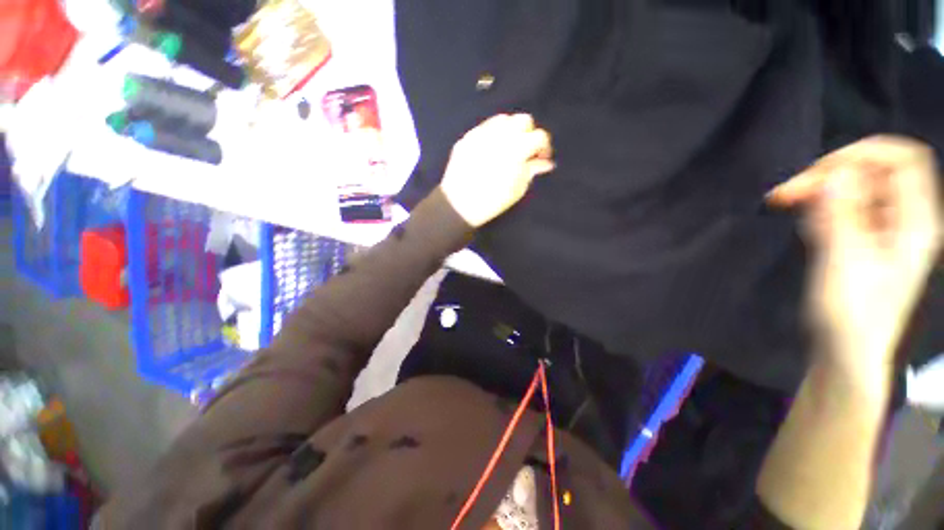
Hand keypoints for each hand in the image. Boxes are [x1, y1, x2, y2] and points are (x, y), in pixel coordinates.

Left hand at [440, 114, 554, 227]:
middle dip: (529, 133)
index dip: (544, 147)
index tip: (541, 158)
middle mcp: (500, 134)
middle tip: (525, 151)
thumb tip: (545, 163)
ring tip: (508, 148)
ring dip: (511, 130)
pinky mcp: (467, 137)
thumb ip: (533, 170)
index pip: (539, 136)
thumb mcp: (518, 188)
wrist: (459, 204)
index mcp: (517, 148)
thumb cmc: (493, 200)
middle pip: (523, 120)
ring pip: (503, 119)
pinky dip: (493, 134)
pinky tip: (491, 149)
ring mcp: (481, 133)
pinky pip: (485, 127)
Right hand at [768, 136, 941, 374]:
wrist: (846, 350)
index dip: (865, 153)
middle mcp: (903, 220)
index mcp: (914, 223)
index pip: (904, 161)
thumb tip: (834, 174)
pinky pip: (842, 210)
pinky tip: (806, 227)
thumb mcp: (846, 262)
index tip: (821, 170)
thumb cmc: (851, 314)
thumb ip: (842, 215)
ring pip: (854, 190)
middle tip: (786, 194)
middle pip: (873, 172)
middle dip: (829, 175)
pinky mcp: (862, 241)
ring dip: (819, 193)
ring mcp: (883, 231)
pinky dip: (819, 210)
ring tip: (789, 210)